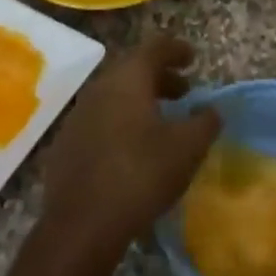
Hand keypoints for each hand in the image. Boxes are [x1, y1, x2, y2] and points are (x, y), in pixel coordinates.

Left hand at [39, 36, 219, 257]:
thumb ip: (205, 122)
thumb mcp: (188, 148)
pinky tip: (132, 148)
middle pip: (132, 70)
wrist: (81, 227)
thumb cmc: (141, 175)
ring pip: (114, 95)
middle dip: (160, 77)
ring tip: (161, 120)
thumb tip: (210, 110)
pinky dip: (121, 122)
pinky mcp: (65, 146)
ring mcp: (77, 117)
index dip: (176, 49)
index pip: (154, 47)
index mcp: (128, 79)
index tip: (193, 58)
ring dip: (140, 100)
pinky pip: (100, 120)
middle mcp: (99, 89)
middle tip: (183, 91)